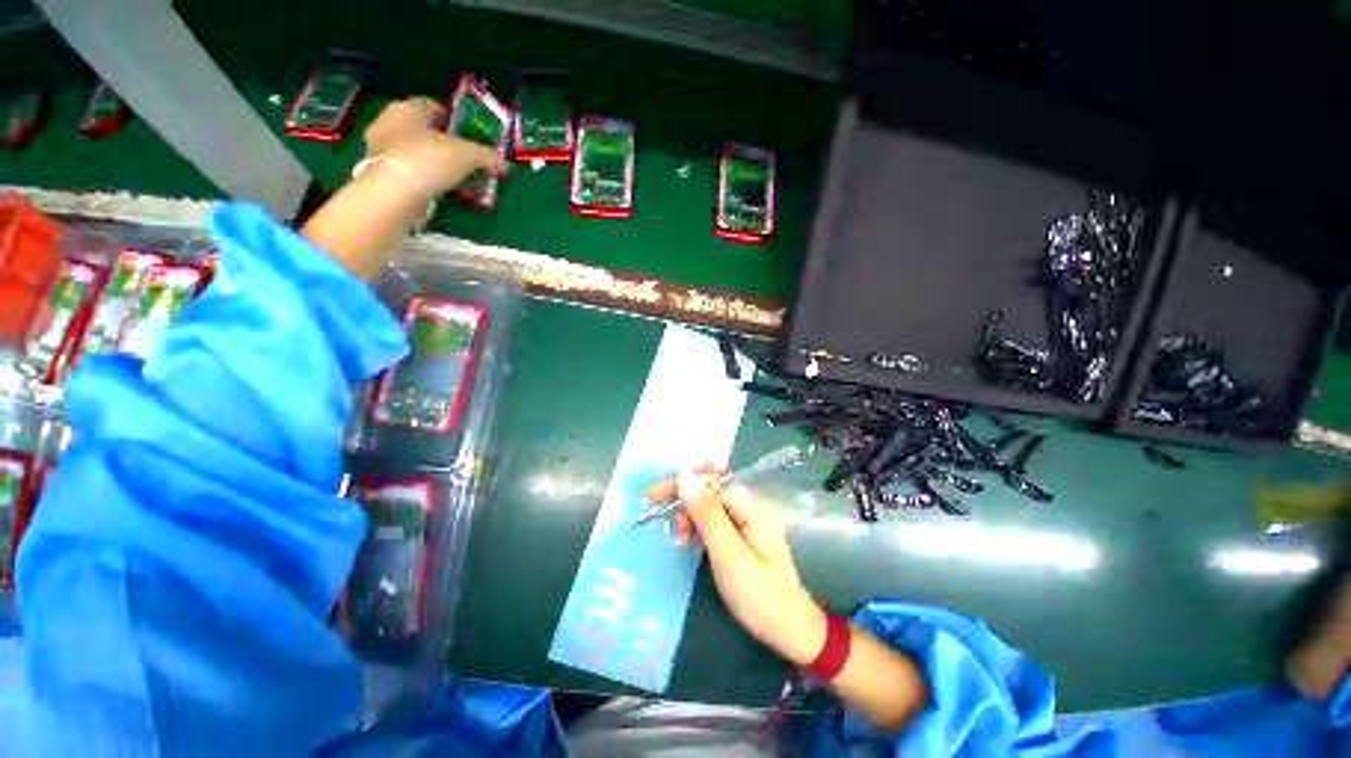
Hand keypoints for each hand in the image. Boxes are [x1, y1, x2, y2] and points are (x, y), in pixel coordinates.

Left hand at [362, 97, 505, 196]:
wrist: (395, 191)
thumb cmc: (429, 159)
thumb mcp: (467, 155)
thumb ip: (486, 156)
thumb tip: (502, 163)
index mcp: (408, 108)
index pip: (431, 106)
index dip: (450, 119)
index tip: (464, 135)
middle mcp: (388, 120)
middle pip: (419, 127)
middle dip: (438, 139)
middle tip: (458, 156)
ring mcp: (378, 145)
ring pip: (409, 147)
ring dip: (427, 157)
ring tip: (448, 174)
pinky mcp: (376, 168)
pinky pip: (403, 166)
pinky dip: (417, 173)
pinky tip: (432, 185)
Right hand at [646, 471, 826, 666]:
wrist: (790, 630)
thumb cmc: (759, 596)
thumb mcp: (728, 555)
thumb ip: (707, 514)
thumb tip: (684, 476)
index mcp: (751, 505)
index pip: (710, 480)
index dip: (681, 484)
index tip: (653, 497)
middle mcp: (750, 504)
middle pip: (710, 486)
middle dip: (684, 498)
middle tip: (664, 521)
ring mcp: (748, 518)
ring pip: (710, 501)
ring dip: (690, 513)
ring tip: (681, 540)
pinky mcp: (743, 532)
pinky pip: (715, 517)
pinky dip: (699, 524)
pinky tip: (691, 539)